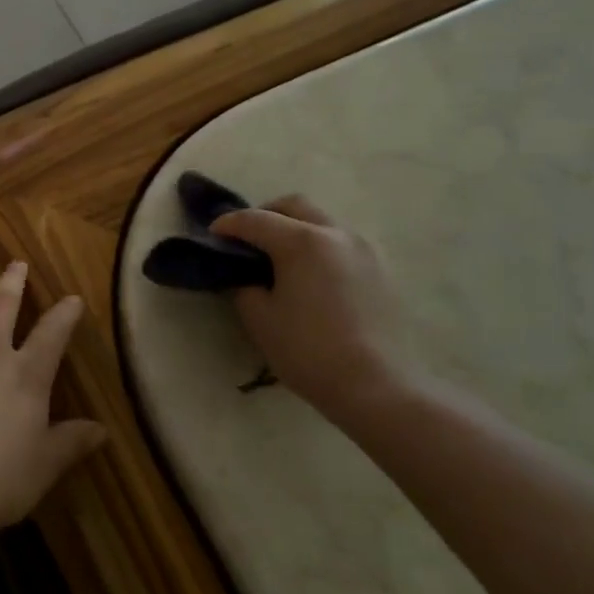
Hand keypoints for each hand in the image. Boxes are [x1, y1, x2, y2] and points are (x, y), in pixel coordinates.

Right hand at [210, 194, 404, 417]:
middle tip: (247, 238)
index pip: (255, 220)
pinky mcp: (381, 270)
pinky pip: (341, 243)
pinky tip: (310, 275)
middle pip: (294, 206)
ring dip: (295, 228)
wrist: (377, 388)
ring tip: (280, 258)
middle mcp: (335, 234)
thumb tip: (247, 275)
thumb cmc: (308, 351)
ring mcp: (364, 250)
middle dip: (265, 214)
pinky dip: (318, 246)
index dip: (228, 224)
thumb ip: (245, 285)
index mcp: (302, 241)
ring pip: (322, 221)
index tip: (212, 234)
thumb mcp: (259, 318)